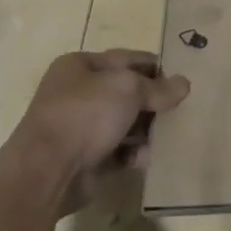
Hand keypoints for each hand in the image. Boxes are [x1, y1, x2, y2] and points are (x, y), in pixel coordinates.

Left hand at [0, 50, 190, 214]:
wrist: (46, 172)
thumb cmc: (85, 114)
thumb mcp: (128, 89)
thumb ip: (158, 87)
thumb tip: (184, 84)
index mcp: (80, 66)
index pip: (126, 58)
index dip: (154, 66)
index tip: (180, 78)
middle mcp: (77, 93)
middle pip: (126, 92)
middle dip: (153, 101)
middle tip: (182, 108)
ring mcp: (80, 127)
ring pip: (124, 122)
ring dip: (147, 128)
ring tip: (173, 134)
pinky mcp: (85, 158)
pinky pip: (119, 150)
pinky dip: (136, 153)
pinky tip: (152, 157)